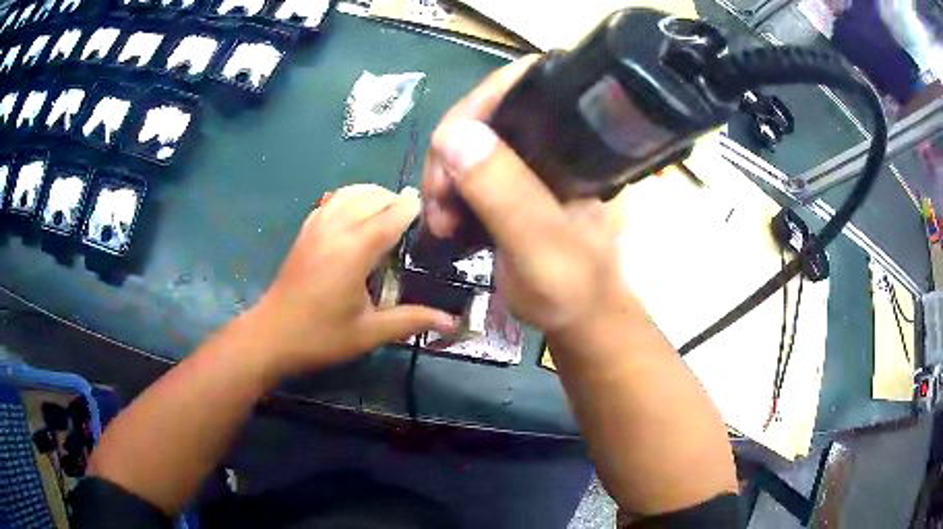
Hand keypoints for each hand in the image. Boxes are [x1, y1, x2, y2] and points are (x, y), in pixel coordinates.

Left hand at [245, 184, 456, 377]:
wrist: (272, 336)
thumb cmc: (321, 337)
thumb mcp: (369, 333)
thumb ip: (411, 320)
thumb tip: (453, 322)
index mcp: (354, 252)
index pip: (391, 216)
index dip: (412, 209)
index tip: (432, 211)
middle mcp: (336, 230)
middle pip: (373, 197)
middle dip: (397, 200)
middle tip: (415, 220)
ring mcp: (317, 227)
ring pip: (351, 192)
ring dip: (374, 194)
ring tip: (390, 211)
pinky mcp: (306, 231)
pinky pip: (332, 200)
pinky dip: (351, 197)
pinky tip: (358, 213)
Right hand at [422, 56, 630, 335]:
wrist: (578, 319)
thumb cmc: (573, 287)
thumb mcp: (541, 243)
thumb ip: (505, 192)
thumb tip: (454, 133)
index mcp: (573, 142)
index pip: (522, 86)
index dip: (477, 104)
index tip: (447, 149)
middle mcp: (552, 142)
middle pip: (486, 114)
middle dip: (450, 151)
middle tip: (437, 199)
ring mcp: (530, 162)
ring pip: (471, 143)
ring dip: (443, 176)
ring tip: (440, 221)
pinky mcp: (513, 184)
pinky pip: (468, 170)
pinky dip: (448, 191)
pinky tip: (445, 221)